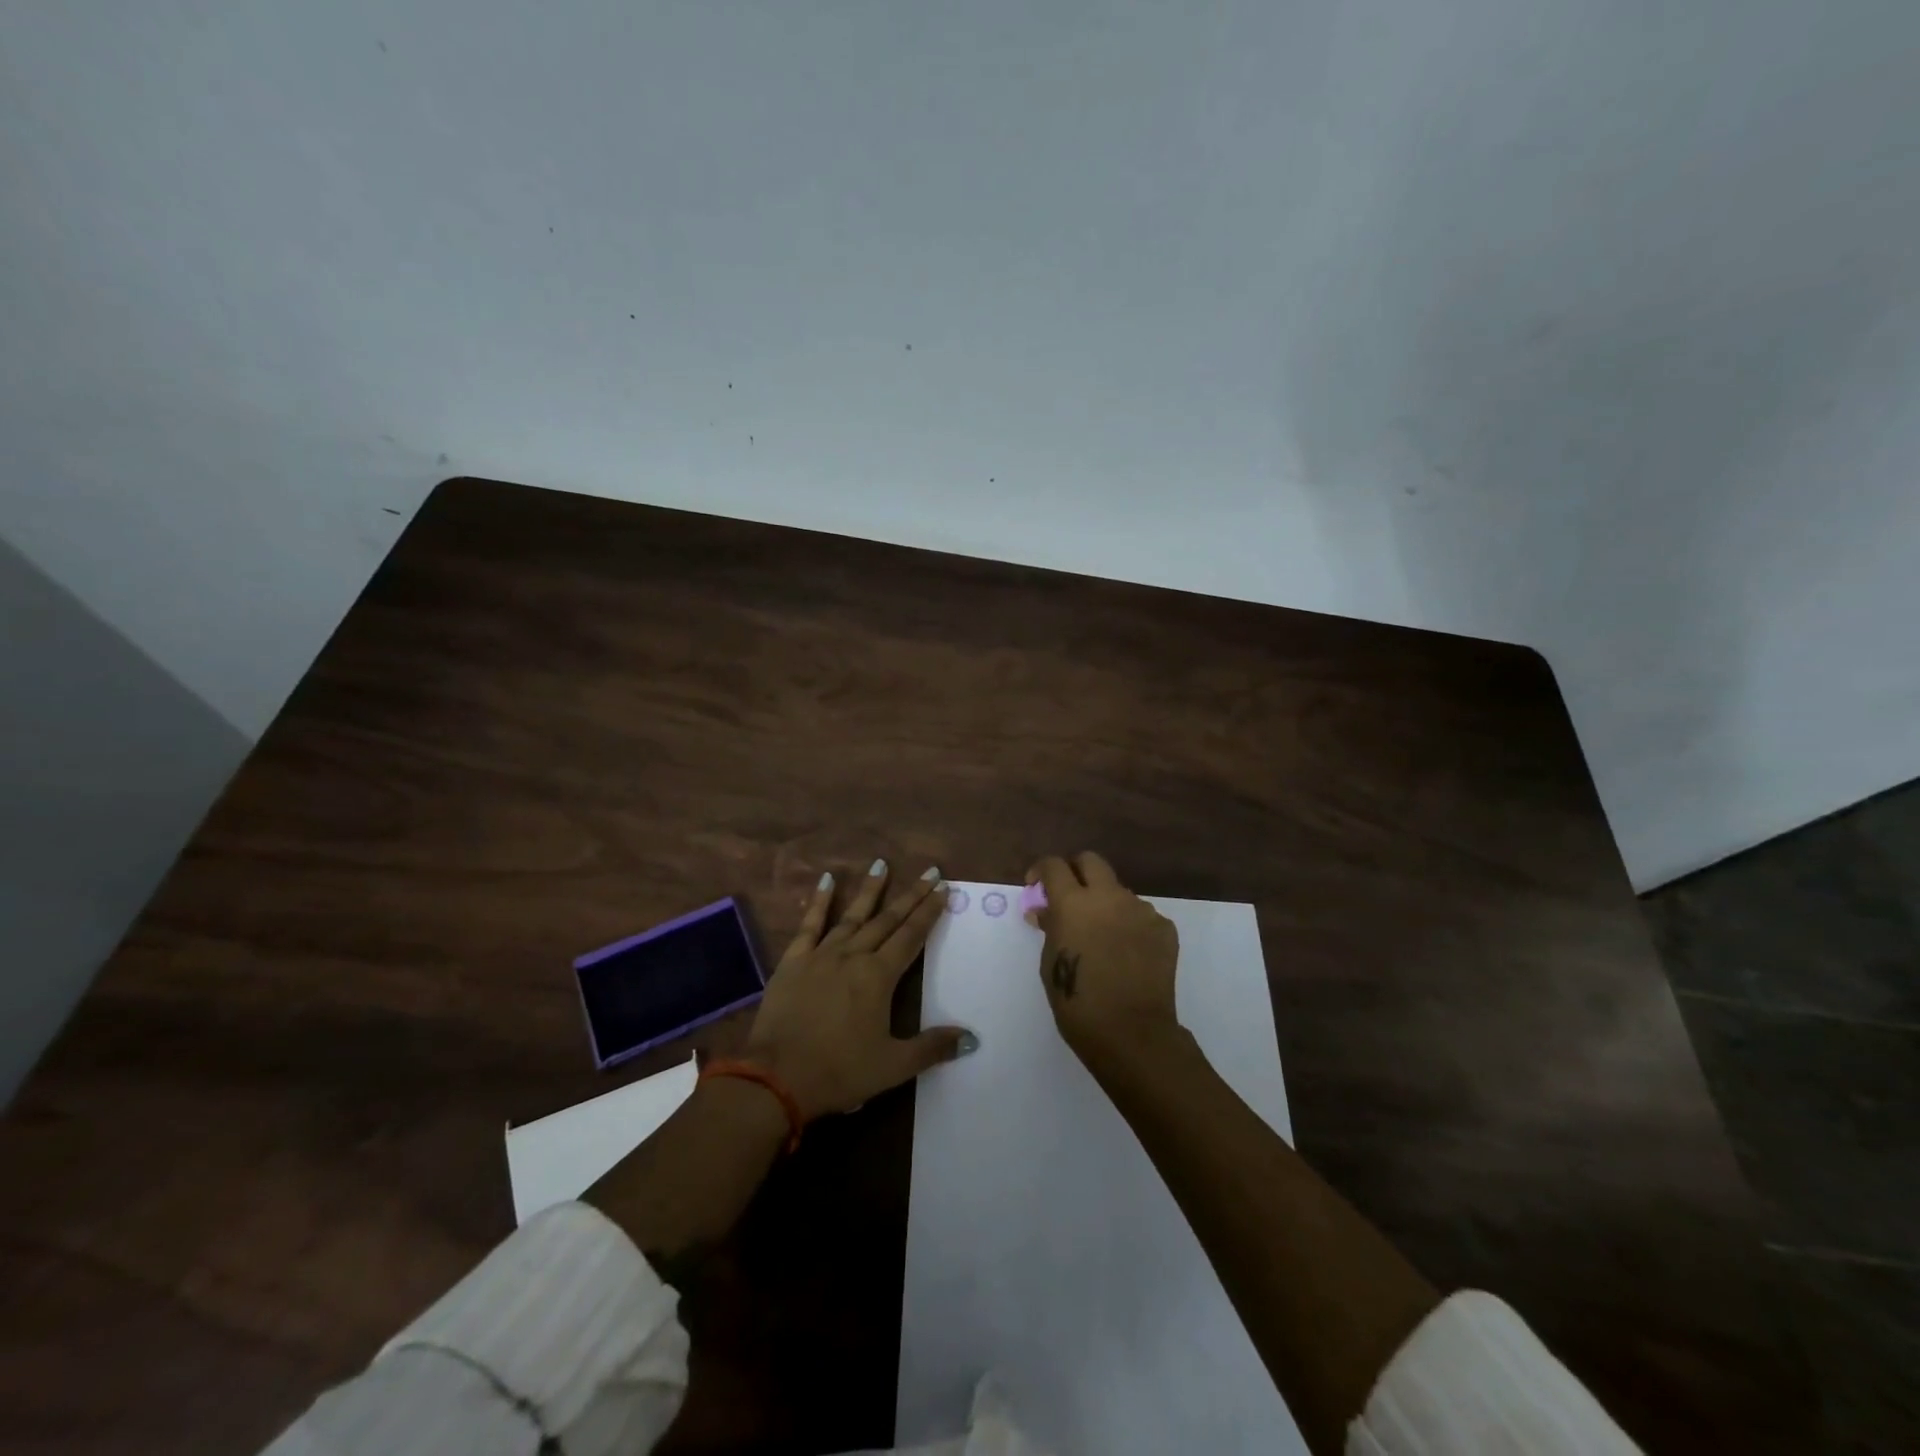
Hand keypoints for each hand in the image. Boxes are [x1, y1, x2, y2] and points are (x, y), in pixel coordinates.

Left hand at [743, 858, 974, 1121]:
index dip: (929, 911)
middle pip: (888, 919)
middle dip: (911, 896)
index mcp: (879, 976)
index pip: (912, 936)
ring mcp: (821, 954)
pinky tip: (827, 879)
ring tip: (882, 863)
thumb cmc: (839, 1071)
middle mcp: (854, 955)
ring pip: (852, 915)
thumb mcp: (893, 1066)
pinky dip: (820, 901)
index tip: (943, 888)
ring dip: (870, 890)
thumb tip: (971, 1038)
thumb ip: (932, 1048)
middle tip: (929, 872)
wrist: (776, 1078)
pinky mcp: (794, 961)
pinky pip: (810, 924)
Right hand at [1027, 851, 1180, 1062]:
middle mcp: (1109, 897)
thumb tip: (1047, 911)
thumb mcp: (1050, 964)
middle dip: (1076, 871)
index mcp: (1074, 903)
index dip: (1041, 871)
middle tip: (1069, 896)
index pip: (1054, 866)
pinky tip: (1126, 954)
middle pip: (1091, 861)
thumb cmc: (1078, 1003)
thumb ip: (1050, 928)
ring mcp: (1141, 910)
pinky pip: (1141, 916)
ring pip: (1119, 891)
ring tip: (1102, 937)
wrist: (1132, 1033)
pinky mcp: (1164, 928)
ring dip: (1105, 903)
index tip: (1036, 887)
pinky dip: (1129, 926)